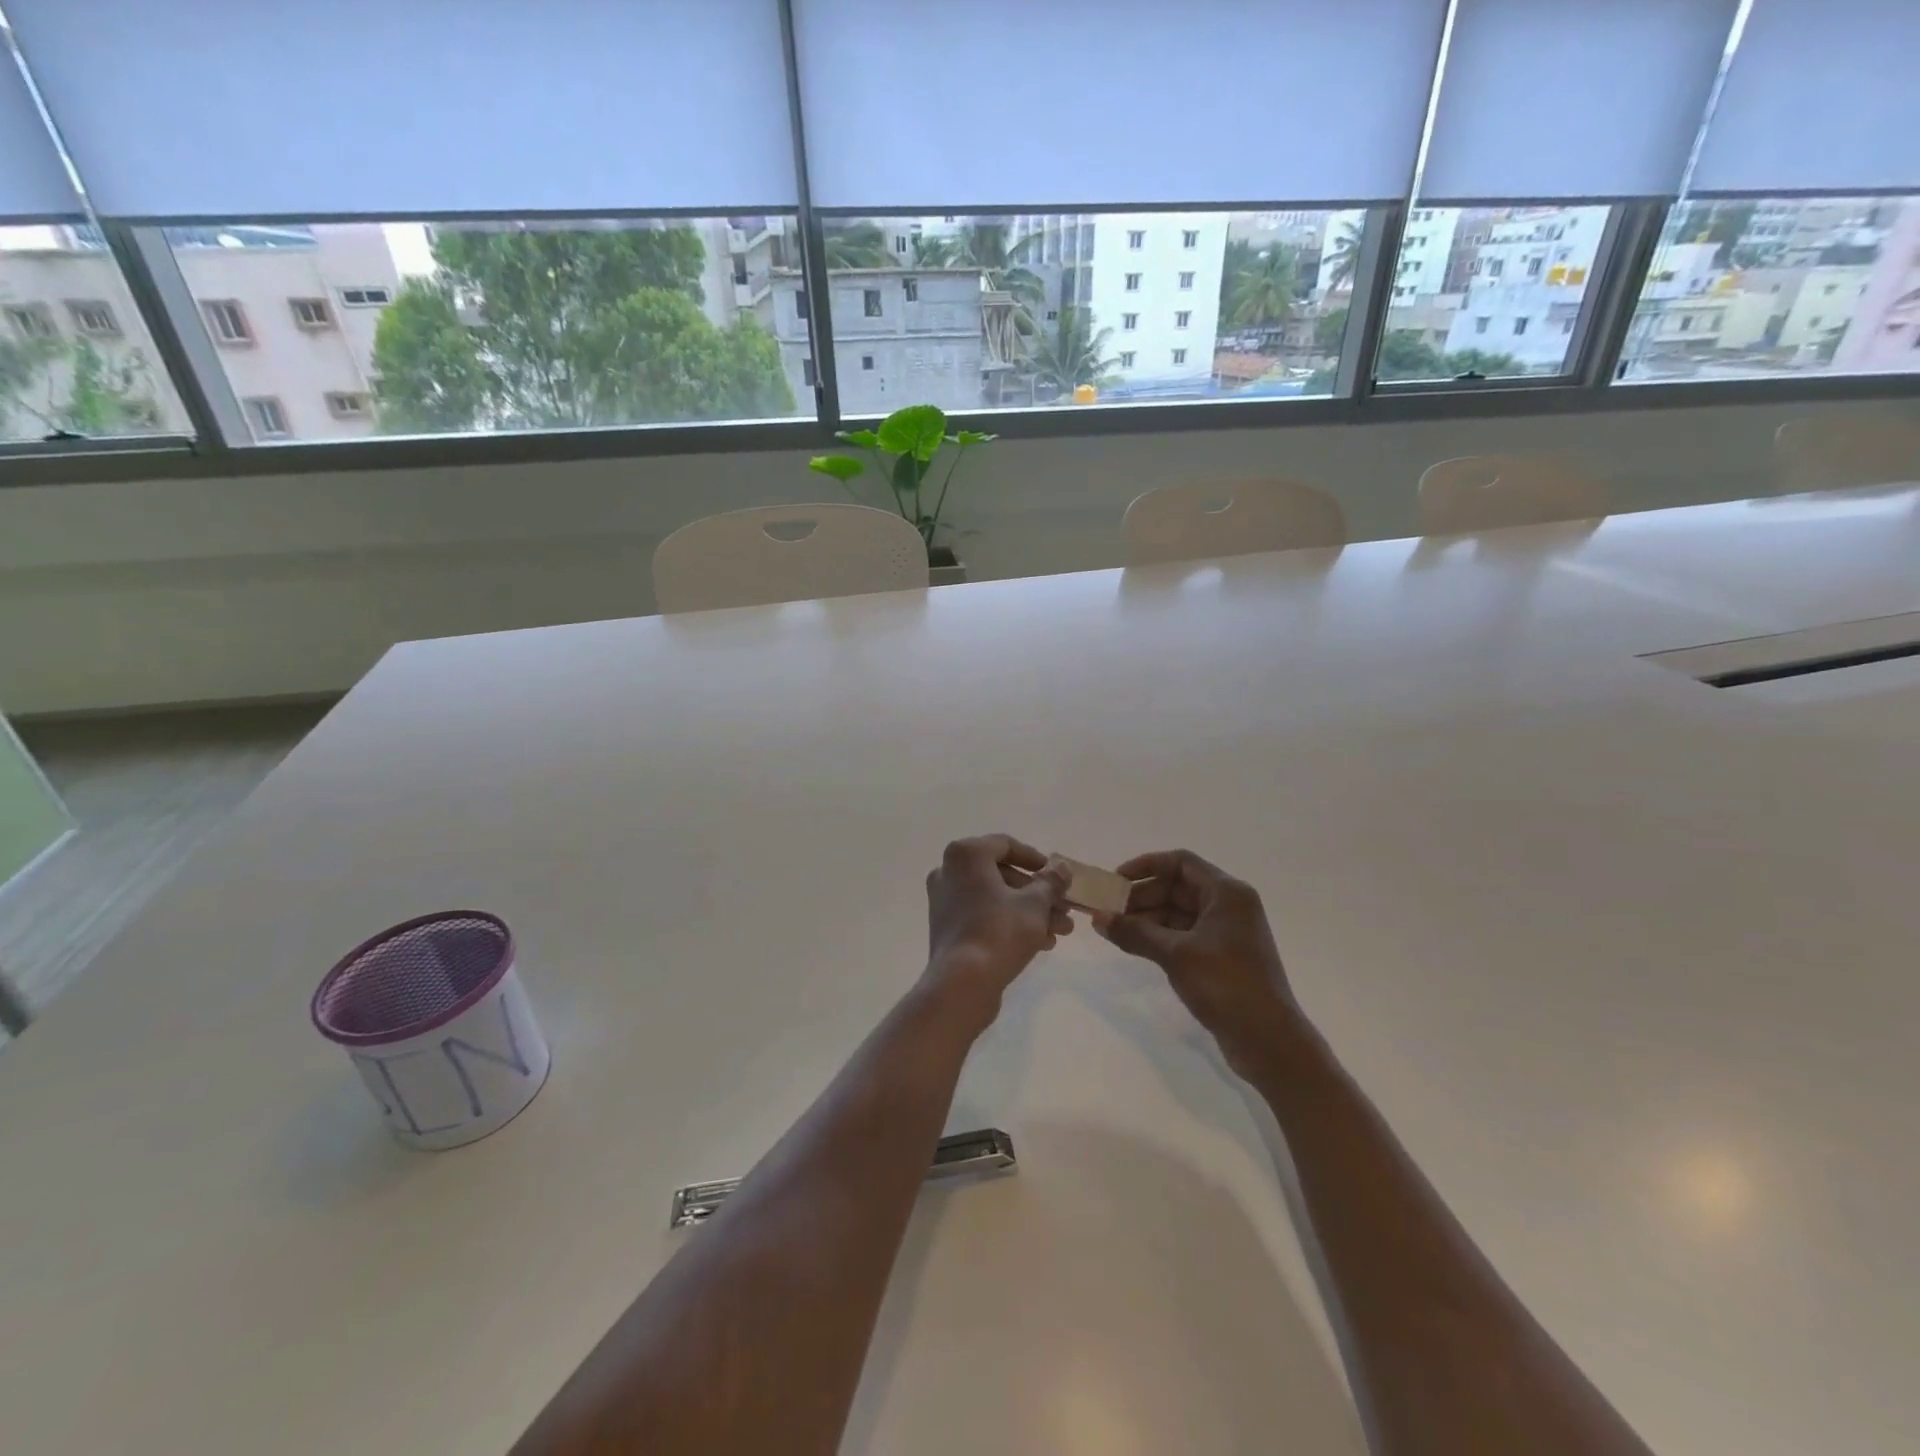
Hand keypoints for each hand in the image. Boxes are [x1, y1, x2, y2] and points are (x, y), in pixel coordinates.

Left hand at [924, 835, 1072, 1003]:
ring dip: (1029, 911)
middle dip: (1038, 893)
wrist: (962, 983)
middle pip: (1003, 875)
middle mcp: (949, 870)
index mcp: (967, 854)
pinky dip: (1008, 922)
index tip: (1057, 876)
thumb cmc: (1000, 931)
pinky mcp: (946, 926)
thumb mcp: (1035, 904)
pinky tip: (1040, 943)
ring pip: (995, 898)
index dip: (1036, 859)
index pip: (1006, 845)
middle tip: (1064, 910)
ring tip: (1059, 932)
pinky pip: (982, 914)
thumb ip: (1051, 881)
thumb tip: (1061, 866)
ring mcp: (944, 899)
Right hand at [1097, 850, 1303, 1073]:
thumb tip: (1097, 918)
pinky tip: (1135, 946)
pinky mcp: (1221, 957)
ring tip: (1114, 929)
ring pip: (1178, 913)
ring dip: (1147, 918)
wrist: (1269, 1040)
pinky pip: (1184, 935)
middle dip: (1142, 896)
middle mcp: (1228, 906)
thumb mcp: (1175, 954)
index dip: (1146, 866)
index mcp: (1226, 893)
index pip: (1181, 863)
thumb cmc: (1226, 984)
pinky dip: (1159, 937)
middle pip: (1178, 887)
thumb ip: (1134, 932)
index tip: (1115, 880)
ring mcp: (1226, 933)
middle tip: (1108, 910)